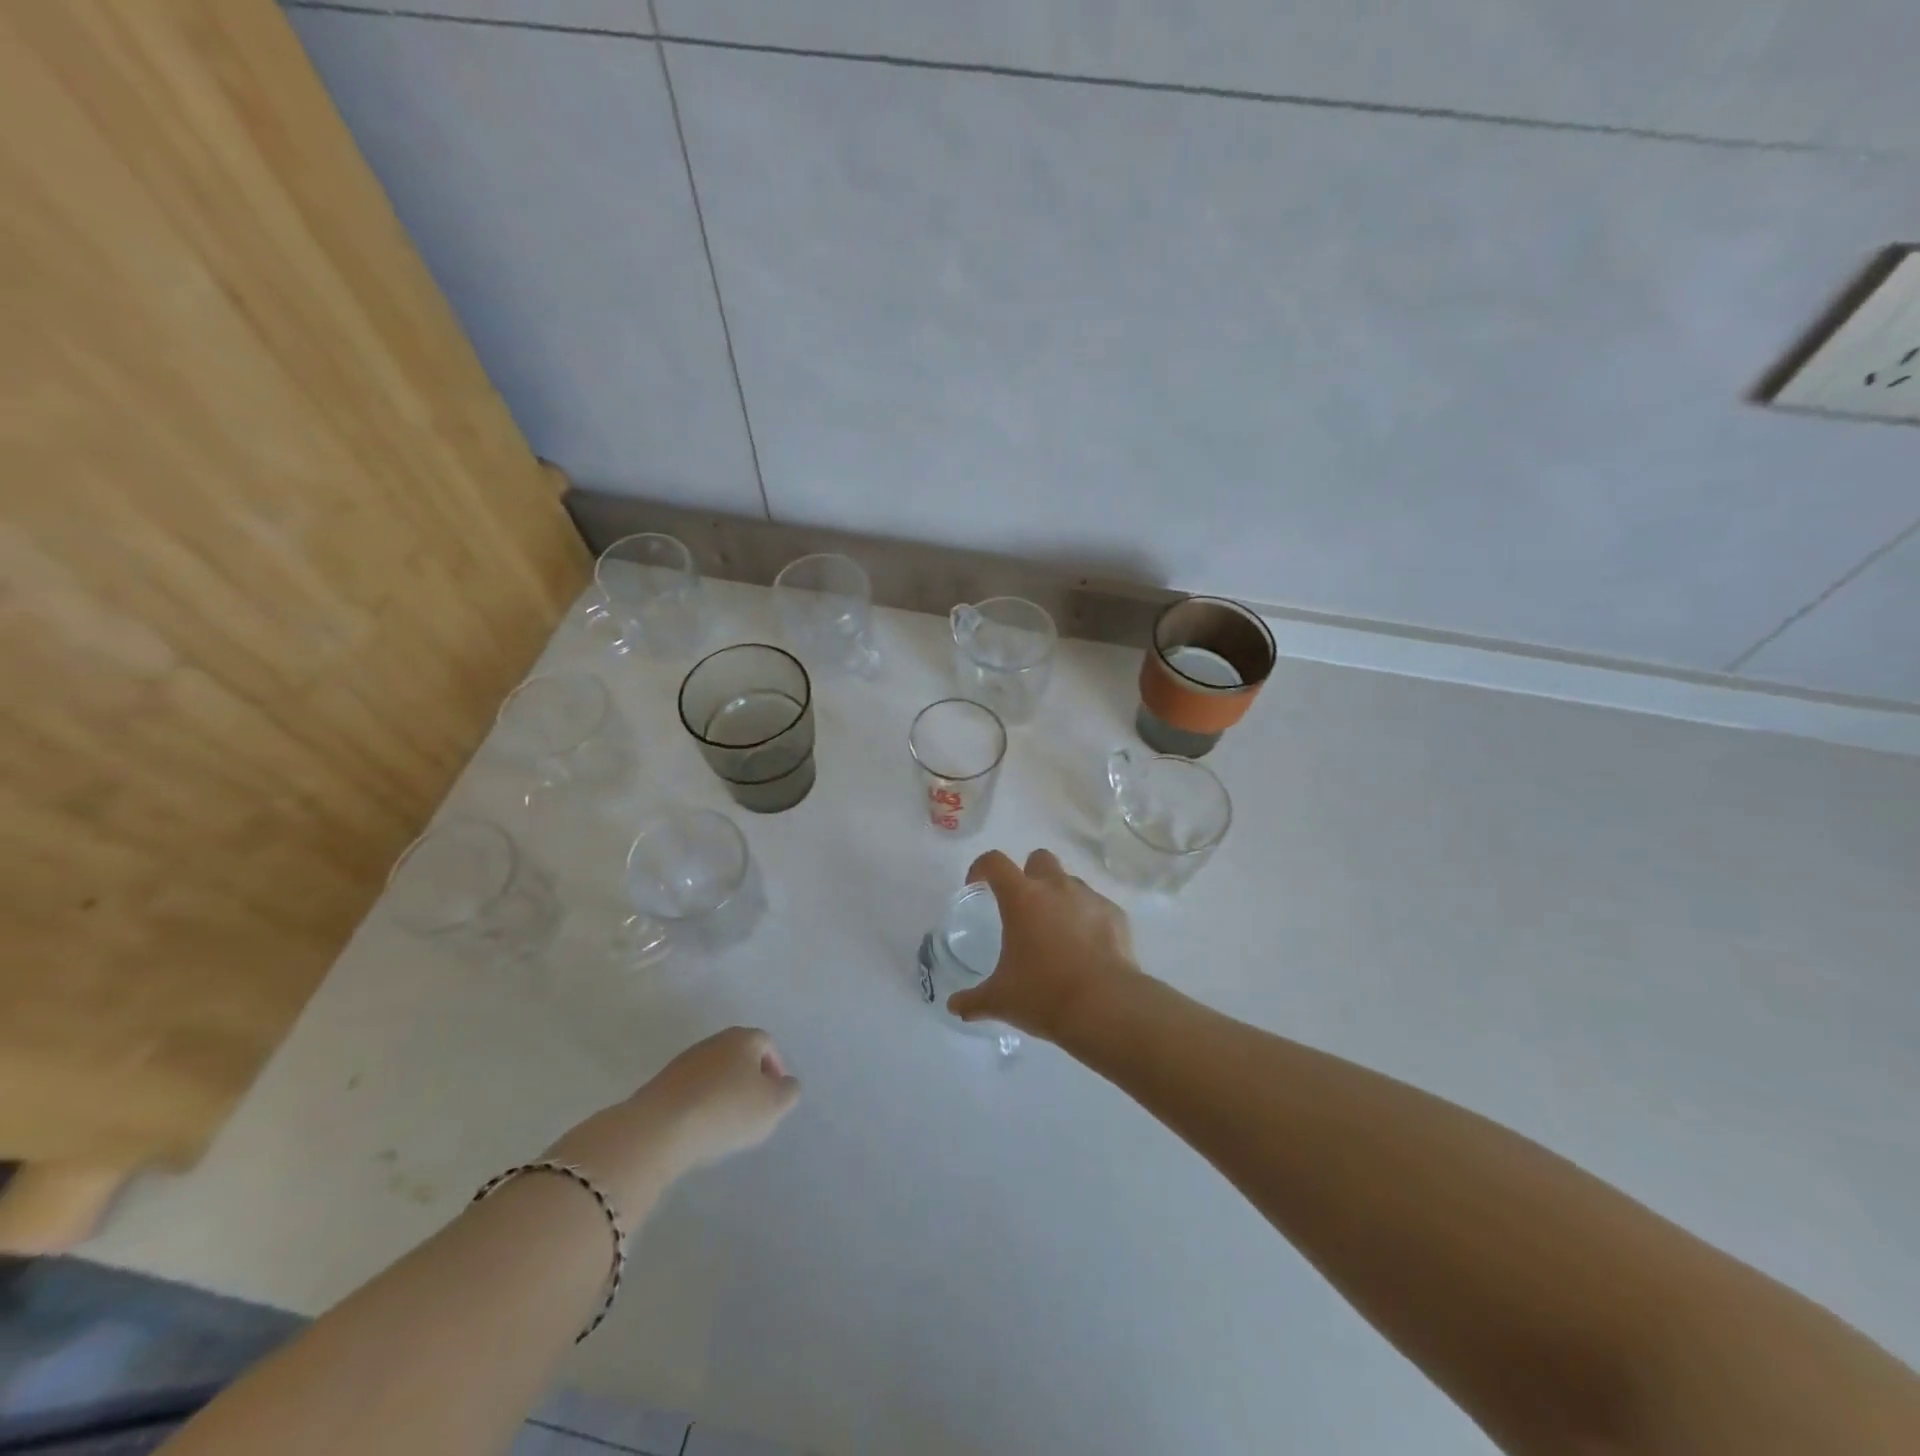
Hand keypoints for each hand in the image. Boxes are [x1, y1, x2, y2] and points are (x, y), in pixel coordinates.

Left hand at [547, 1027, 799, 1224]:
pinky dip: (701, 1105)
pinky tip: (700, 1128)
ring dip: (724, 1093)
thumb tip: (785, 1085)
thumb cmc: (726, 1110)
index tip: (776, 1097)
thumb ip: (788, 1092)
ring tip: (726, 1125)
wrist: (659, 1128)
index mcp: (743, 1038)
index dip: (775, 1068)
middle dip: (750, 1080)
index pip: (767, 1044)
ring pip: (715, 1073)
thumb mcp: (773, 1104)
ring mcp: (685, 1061)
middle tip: (754, 1111)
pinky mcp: (661, 1084)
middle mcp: (714, 1041)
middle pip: (740, 1056)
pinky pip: (692, 1091)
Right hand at [947, 849, 1142, 1042]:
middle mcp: (1056, 888)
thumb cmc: (1043, 995)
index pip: (995, 862)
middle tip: (1024, 907)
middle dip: (1029, 875)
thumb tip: (955, 1007)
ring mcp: (1089, 898)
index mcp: (1022, 898)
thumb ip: (973, 1000)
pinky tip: (1086, 950)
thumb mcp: (1000, 1000)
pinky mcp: (1116, 915)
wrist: (1105, 1007)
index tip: (976, 886)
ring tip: (1057, 933)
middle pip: (1039, 859)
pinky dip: (1088, 919)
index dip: (981, 868)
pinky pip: (1096, 906)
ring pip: (1070, 882)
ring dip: (1059, 897)